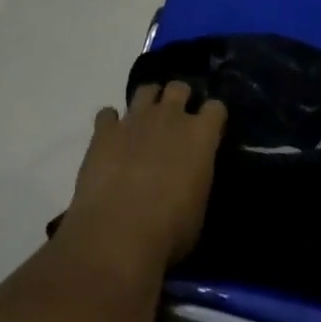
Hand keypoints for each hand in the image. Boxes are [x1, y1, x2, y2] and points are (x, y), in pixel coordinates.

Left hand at [60, 81, 227, 272]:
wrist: (118, 234)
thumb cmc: (169, 231)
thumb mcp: (198, 209)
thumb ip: (198, 179)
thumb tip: (192, 176)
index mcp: (200, 135)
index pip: (216, 108)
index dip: (213, 117)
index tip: (210, 129)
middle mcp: (169, 117)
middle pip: (179, 87)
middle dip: (180, 99)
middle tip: (175, 122)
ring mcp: (135, 119)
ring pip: (145, 90)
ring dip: (147, 102)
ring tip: (144, 123)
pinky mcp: (104, 131)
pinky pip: (107, 114)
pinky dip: (110, 124)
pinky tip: (110, 140)